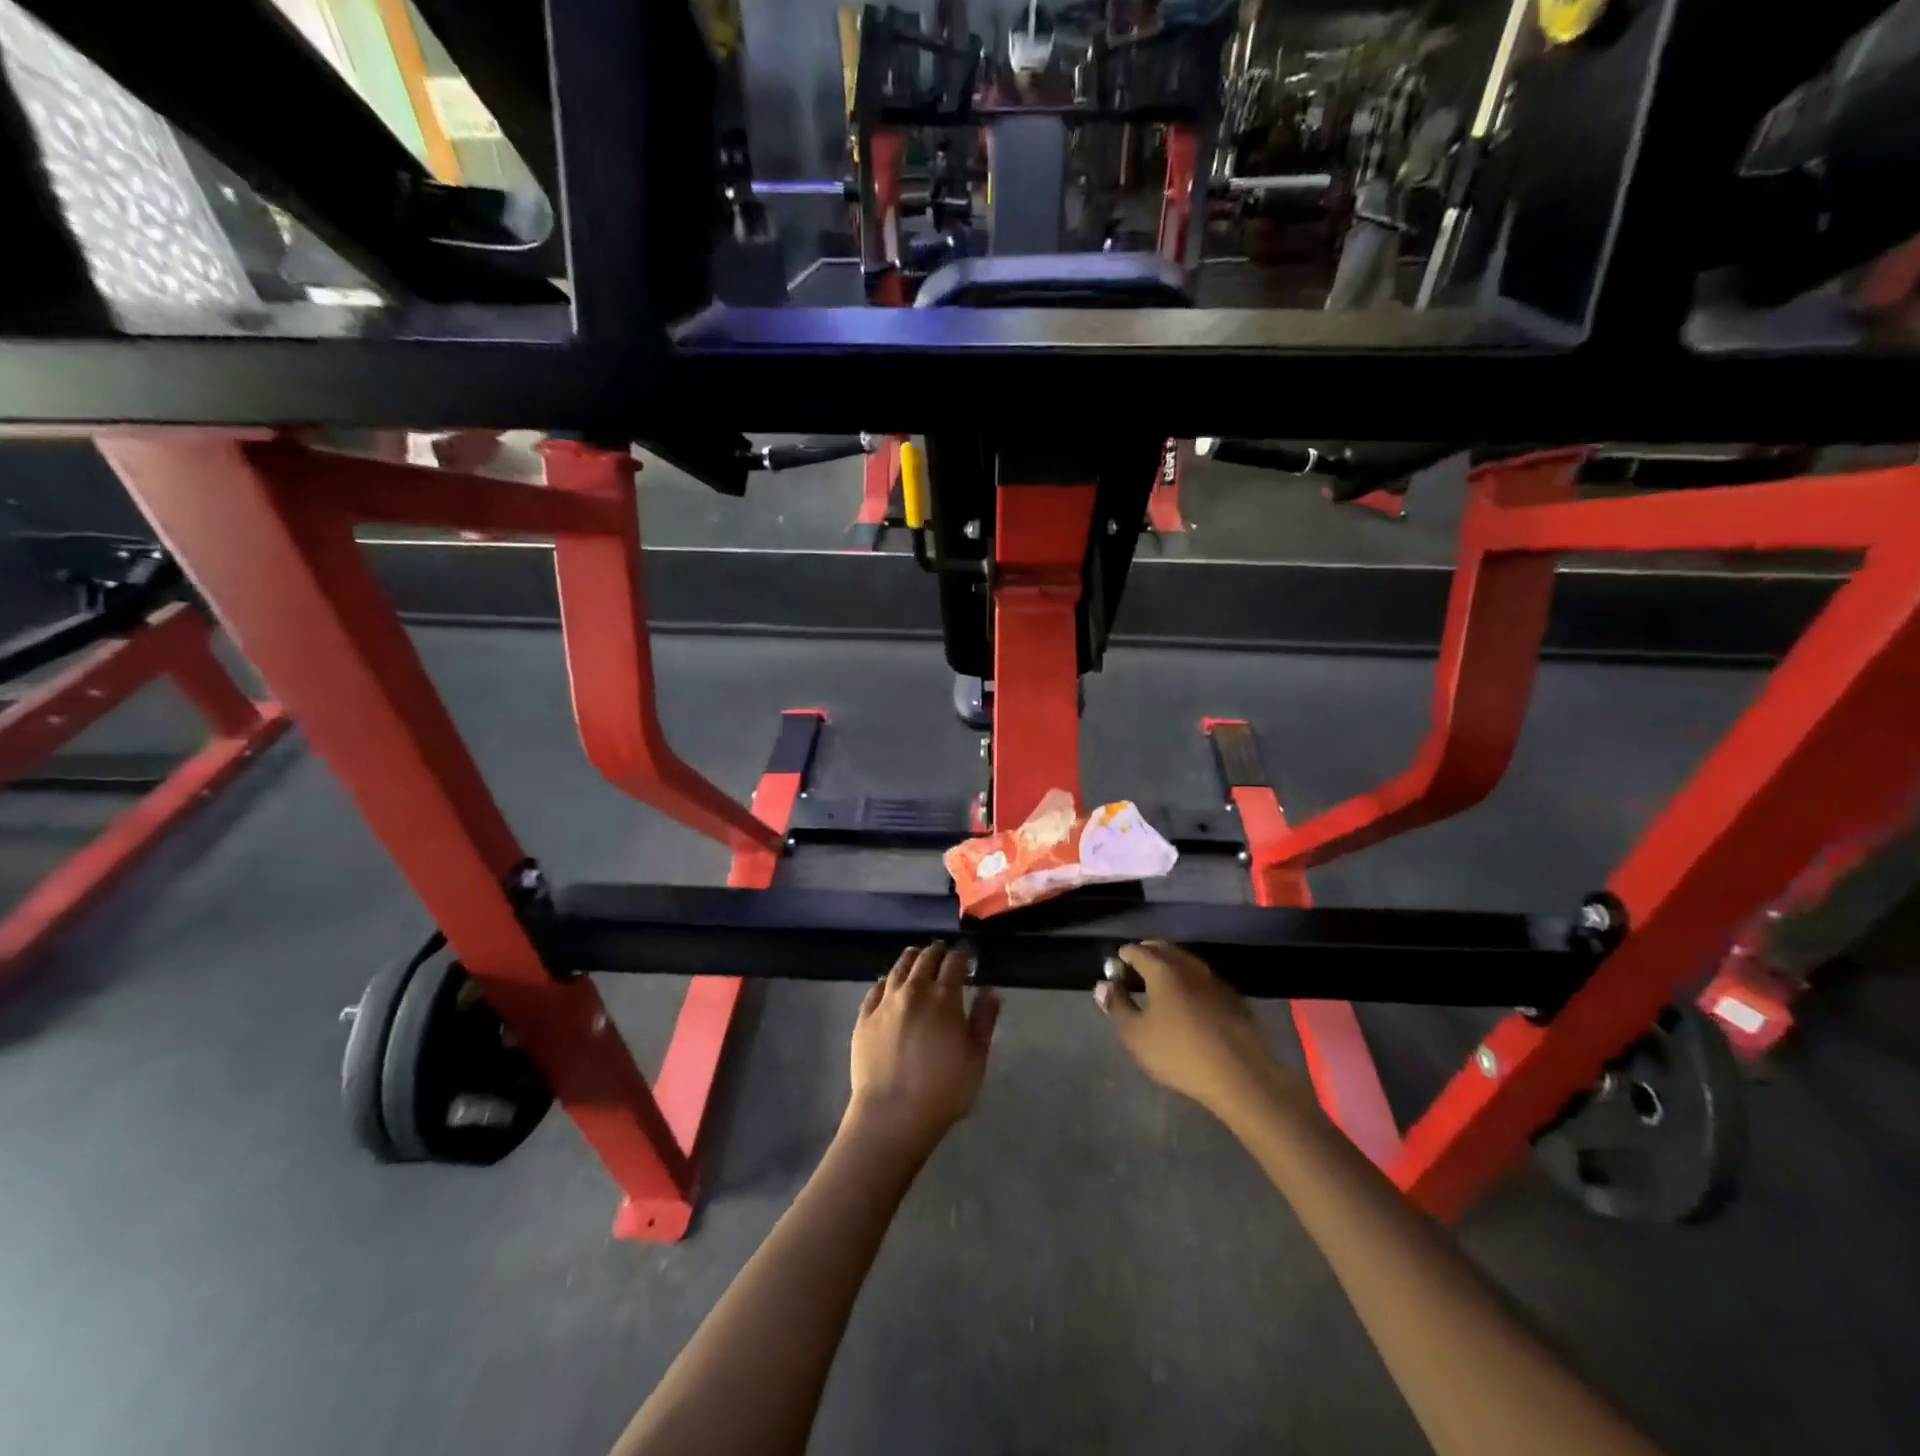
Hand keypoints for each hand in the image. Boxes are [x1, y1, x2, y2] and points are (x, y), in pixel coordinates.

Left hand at [847, 943, 1000, 1157]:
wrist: (891, 1115)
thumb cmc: (943, 1091)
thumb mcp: (976, 1059)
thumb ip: (984, 1021)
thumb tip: (991, 992)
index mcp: (944, 997)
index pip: (955, 962)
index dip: (963, 956)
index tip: (968, 958)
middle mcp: (913, 990)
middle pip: (926, 958)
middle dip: (938, 952)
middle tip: (944, 953)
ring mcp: (885, 1002)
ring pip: (898, 968)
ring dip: (911, 958)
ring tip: (917, 957)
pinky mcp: (864, 1017)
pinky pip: (875, 989)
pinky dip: (886, 981)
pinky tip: (889, 984)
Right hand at [1094, 941, 1280, 1112]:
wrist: (1241, 1076)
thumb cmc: (1179, 1054)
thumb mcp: (1136, 1035)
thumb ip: (1117, 1006)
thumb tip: (1103, 985)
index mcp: (1163, 970)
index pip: (1138, 951)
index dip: (1123, 955)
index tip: (1115, 966)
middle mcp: (1189, 966)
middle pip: (1164, 949)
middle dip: (1147, 954)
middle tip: (1134, 969)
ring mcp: (1214, 980)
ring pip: (1186, 962)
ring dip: (1170, 965)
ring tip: (1159, 983)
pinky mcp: (1232, 998)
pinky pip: (1203, 978)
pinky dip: (1189, 980)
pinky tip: (1188, 999)